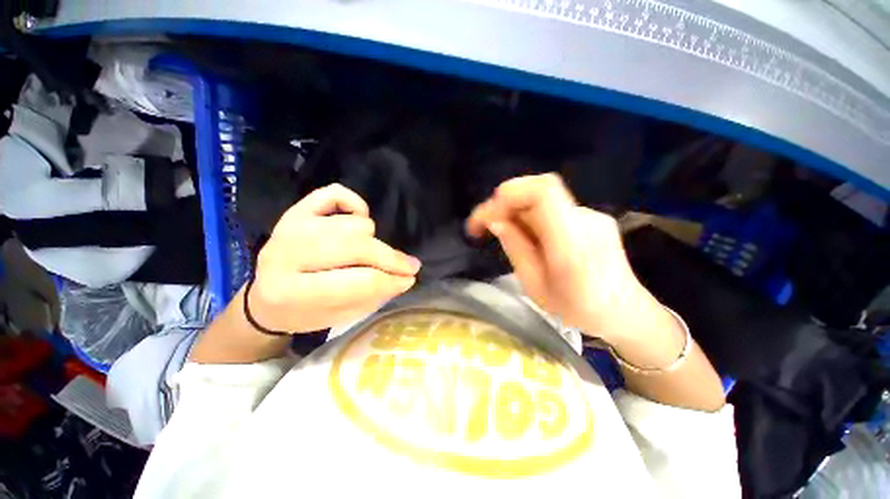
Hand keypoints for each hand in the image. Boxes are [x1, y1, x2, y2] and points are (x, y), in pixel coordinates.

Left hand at [249, 184, 420, 333]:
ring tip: (370, 252)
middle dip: (391, 259)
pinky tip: (359, 220)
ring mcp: (291, 226)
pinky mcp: (296, 209)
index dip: (391, 281)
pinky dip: (355, 204)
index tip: (410, 280)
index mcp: (292, 292)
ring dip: (371, 239)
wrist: (266, 299)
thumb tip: (406, 277)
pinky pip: (336, 193)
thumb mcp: (339, 317)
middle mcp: (286, 254)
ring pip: (353, 223)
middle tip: (410, 266)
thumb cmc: (305, 313)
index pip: (358, 282)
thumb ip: (374, 296)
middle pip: (357, 247)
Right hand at [467, 174, 652, 340]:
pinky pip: (552, 208)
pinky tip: (529, 237)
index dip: (508, 195)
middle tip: (486, 226)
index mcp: (572, 243)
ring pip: (542, 199)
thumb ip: (516, 249)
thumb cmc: (577, 309)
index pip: (543, 191)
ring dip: (516, 211)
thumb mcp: (536, 286)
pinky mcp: (591, 217)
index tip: (487, 217)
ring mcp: (591, 215)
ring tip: (506, 234)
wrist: (625, 312)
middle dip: (504, 204)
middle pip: (538, 191)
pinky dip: (531, 216)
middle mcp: (585, 219)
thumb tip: (496, 221)